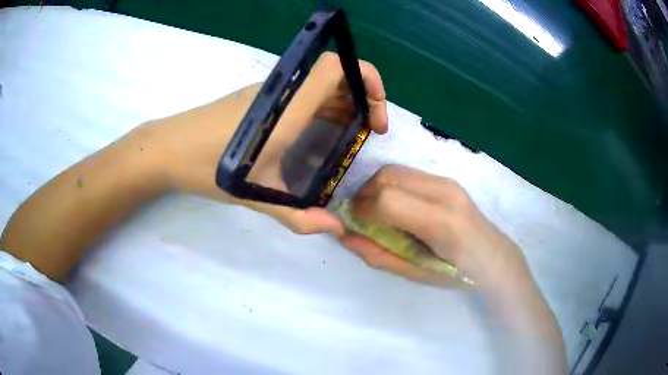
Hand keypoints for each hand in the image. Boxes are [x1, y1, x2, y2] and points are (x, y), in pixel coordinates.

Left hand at [139, 52, 387, 234]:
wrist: (167, 149)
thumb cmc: (208, 167)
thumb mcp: (257, 194)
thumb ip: (298, 215)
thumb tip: (335, 229)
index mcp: (286, 109)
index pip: (334, 67)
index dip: (365, 76)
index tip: (376, 111)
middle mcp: (281, 93)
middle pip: (334, 74)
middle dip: (363, 97)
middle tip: (369, 131)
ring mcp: (269, 93)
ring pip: (319, 85)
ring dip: (343, 105)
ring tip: (349, 137)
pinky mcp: (259, 99)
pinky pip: (302, 95)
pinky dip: (323, 108)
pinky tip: (319, 136)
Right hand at [340, 165, 531, 288]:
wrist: (494, 256)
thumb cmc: (457, 273)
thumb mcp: (415, 272)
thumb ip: (378, 254)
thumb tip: (344, 236)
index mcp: (441, 222)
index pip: (387, 200)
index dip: (361, 210)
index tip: (353, 225)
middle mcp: (444, 192)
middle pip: (387, 176)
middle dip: (364, 195)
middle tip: (360, 218)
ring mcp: (446, 181)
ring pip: (394, 170)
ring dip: (375, 188)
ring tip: (375, 212)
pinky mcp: (445, 179)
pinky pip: (406, 174)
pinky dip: (390, 186)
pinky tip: (395, 207)